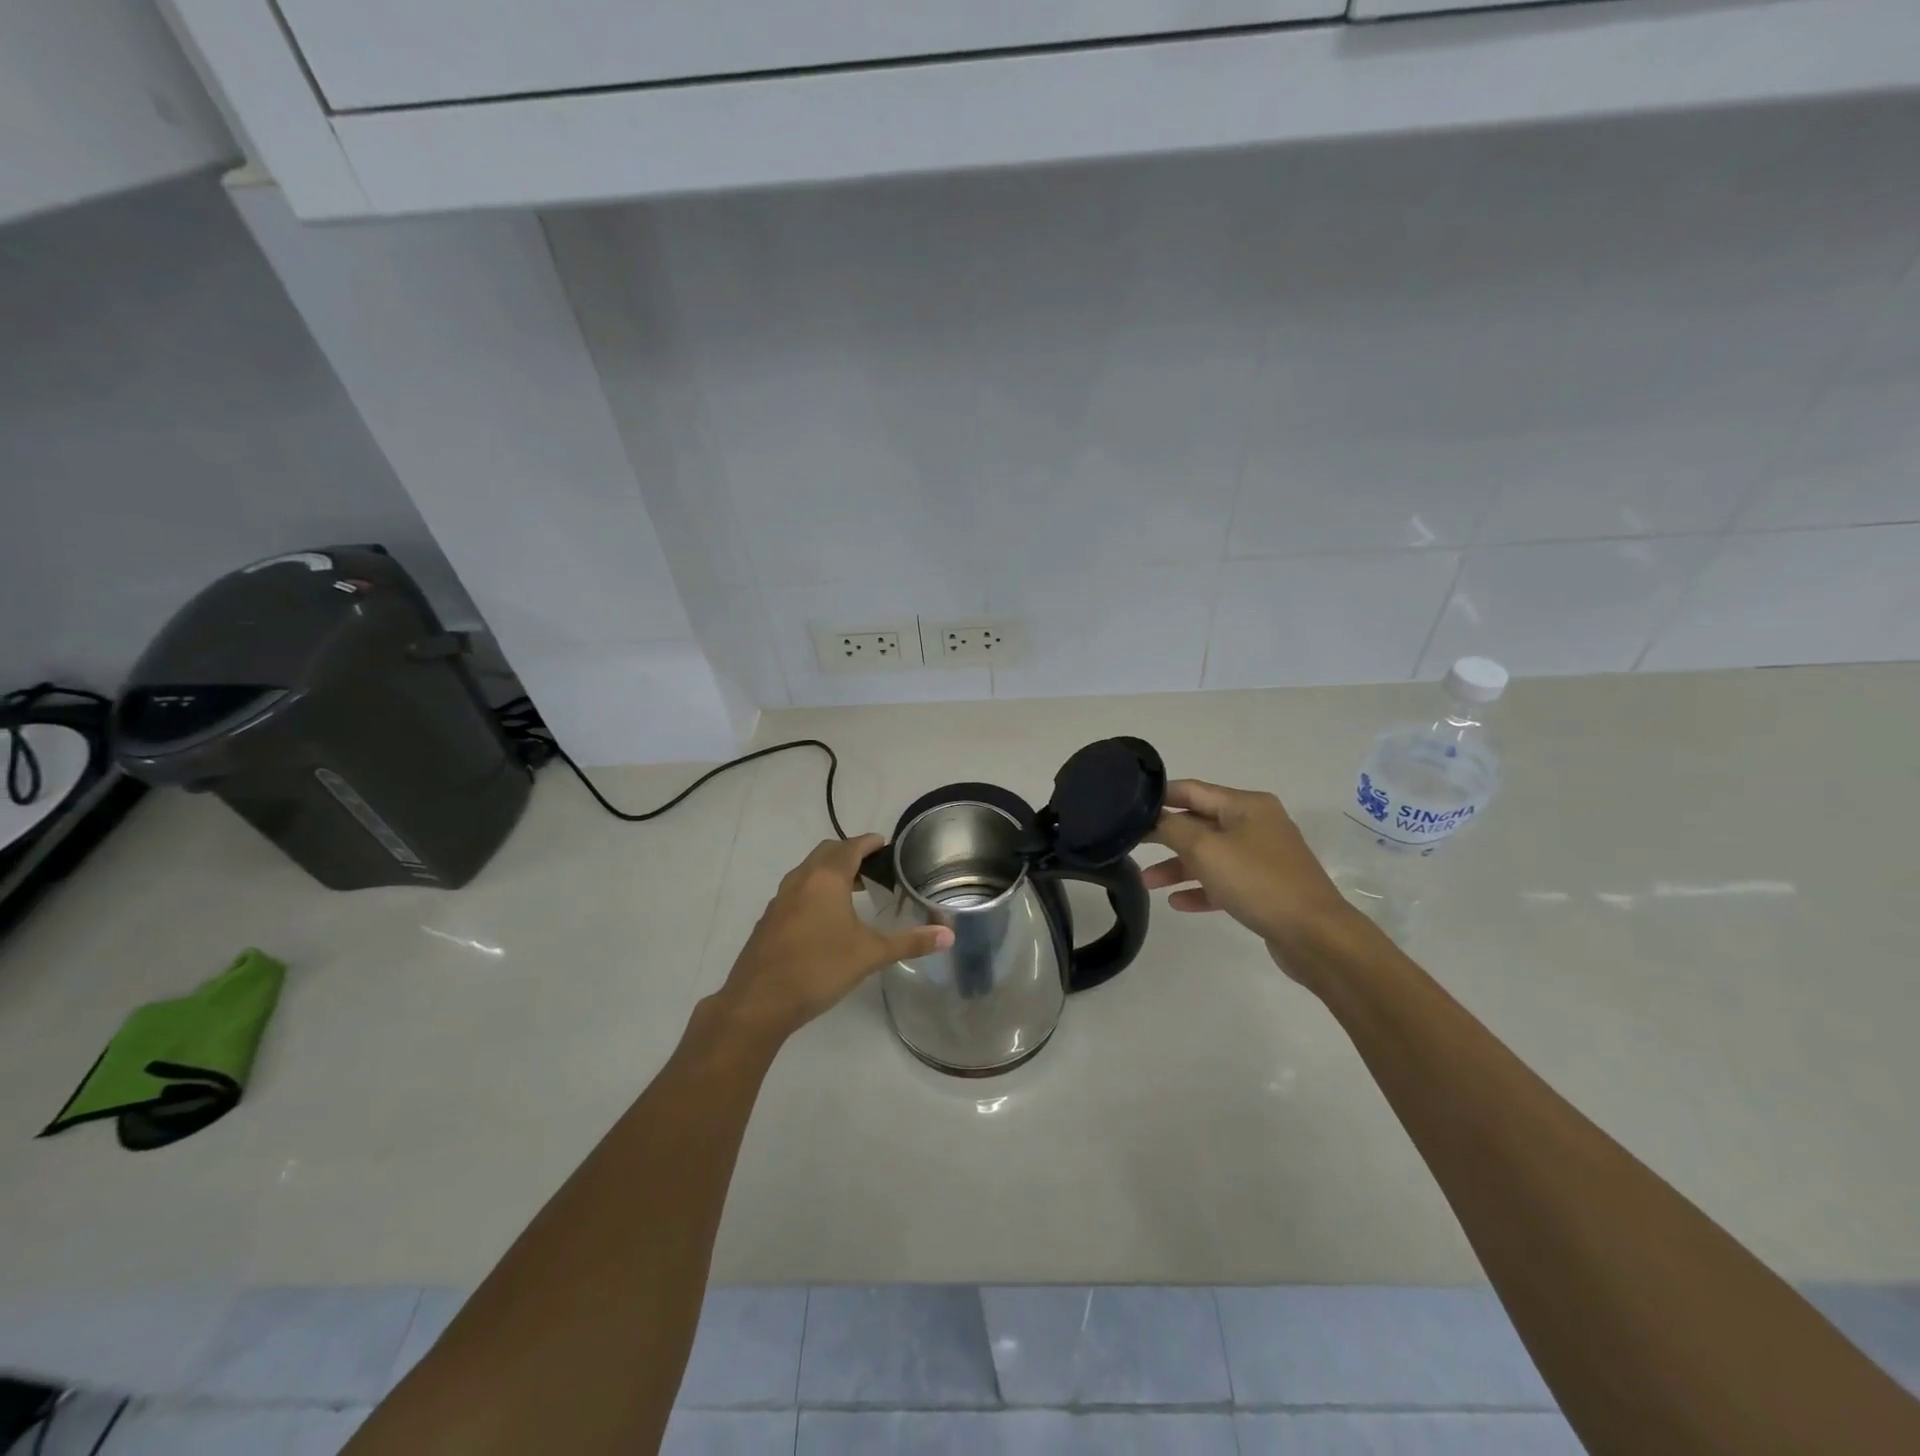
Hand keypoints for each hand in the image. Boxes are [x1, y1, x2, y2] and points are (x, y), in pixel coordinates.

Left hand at [716, 835, 952, 1039]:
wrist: (758, 1002)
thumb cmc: (819, 968)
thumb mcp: (870, 955)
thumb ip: (910, 942)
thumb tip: (949, 935)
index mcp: (826, 878)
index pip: (852, 846)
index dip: (871, 843)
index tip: (887, 846)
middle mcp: (800, 879)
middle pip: (828, 853)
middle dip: (851, 854)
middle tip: (874, 869)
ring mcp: (780, 899)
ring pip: (808, 872)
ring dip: (831, 873)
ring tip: (854, 892)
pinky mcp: (769, 920)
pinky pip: (796, 892)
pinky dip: (814, 892)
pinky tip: (826, 920)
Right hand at [1141, 779, 1360, 973]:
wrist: (1316, 936)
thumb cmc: (1258, 882)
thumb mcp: (1207, 850)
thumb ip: (1173, 829)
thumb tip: (1153, 819)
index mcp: (1246, 805)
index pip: (1192, 790)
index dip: (1159, 797)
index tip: (1126, 808)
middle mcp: (1255, 824)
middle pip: (1199, 823)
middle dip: (1165, 835)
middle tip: (1130, 844)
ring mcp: (1262, 857)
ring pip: (1209, 855)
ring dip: (1177, 866)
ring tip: (1146, 883)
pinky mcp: (1264, 888)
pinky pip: (1224, 881)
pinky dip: (1200, 888)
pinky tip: (1176, 902)